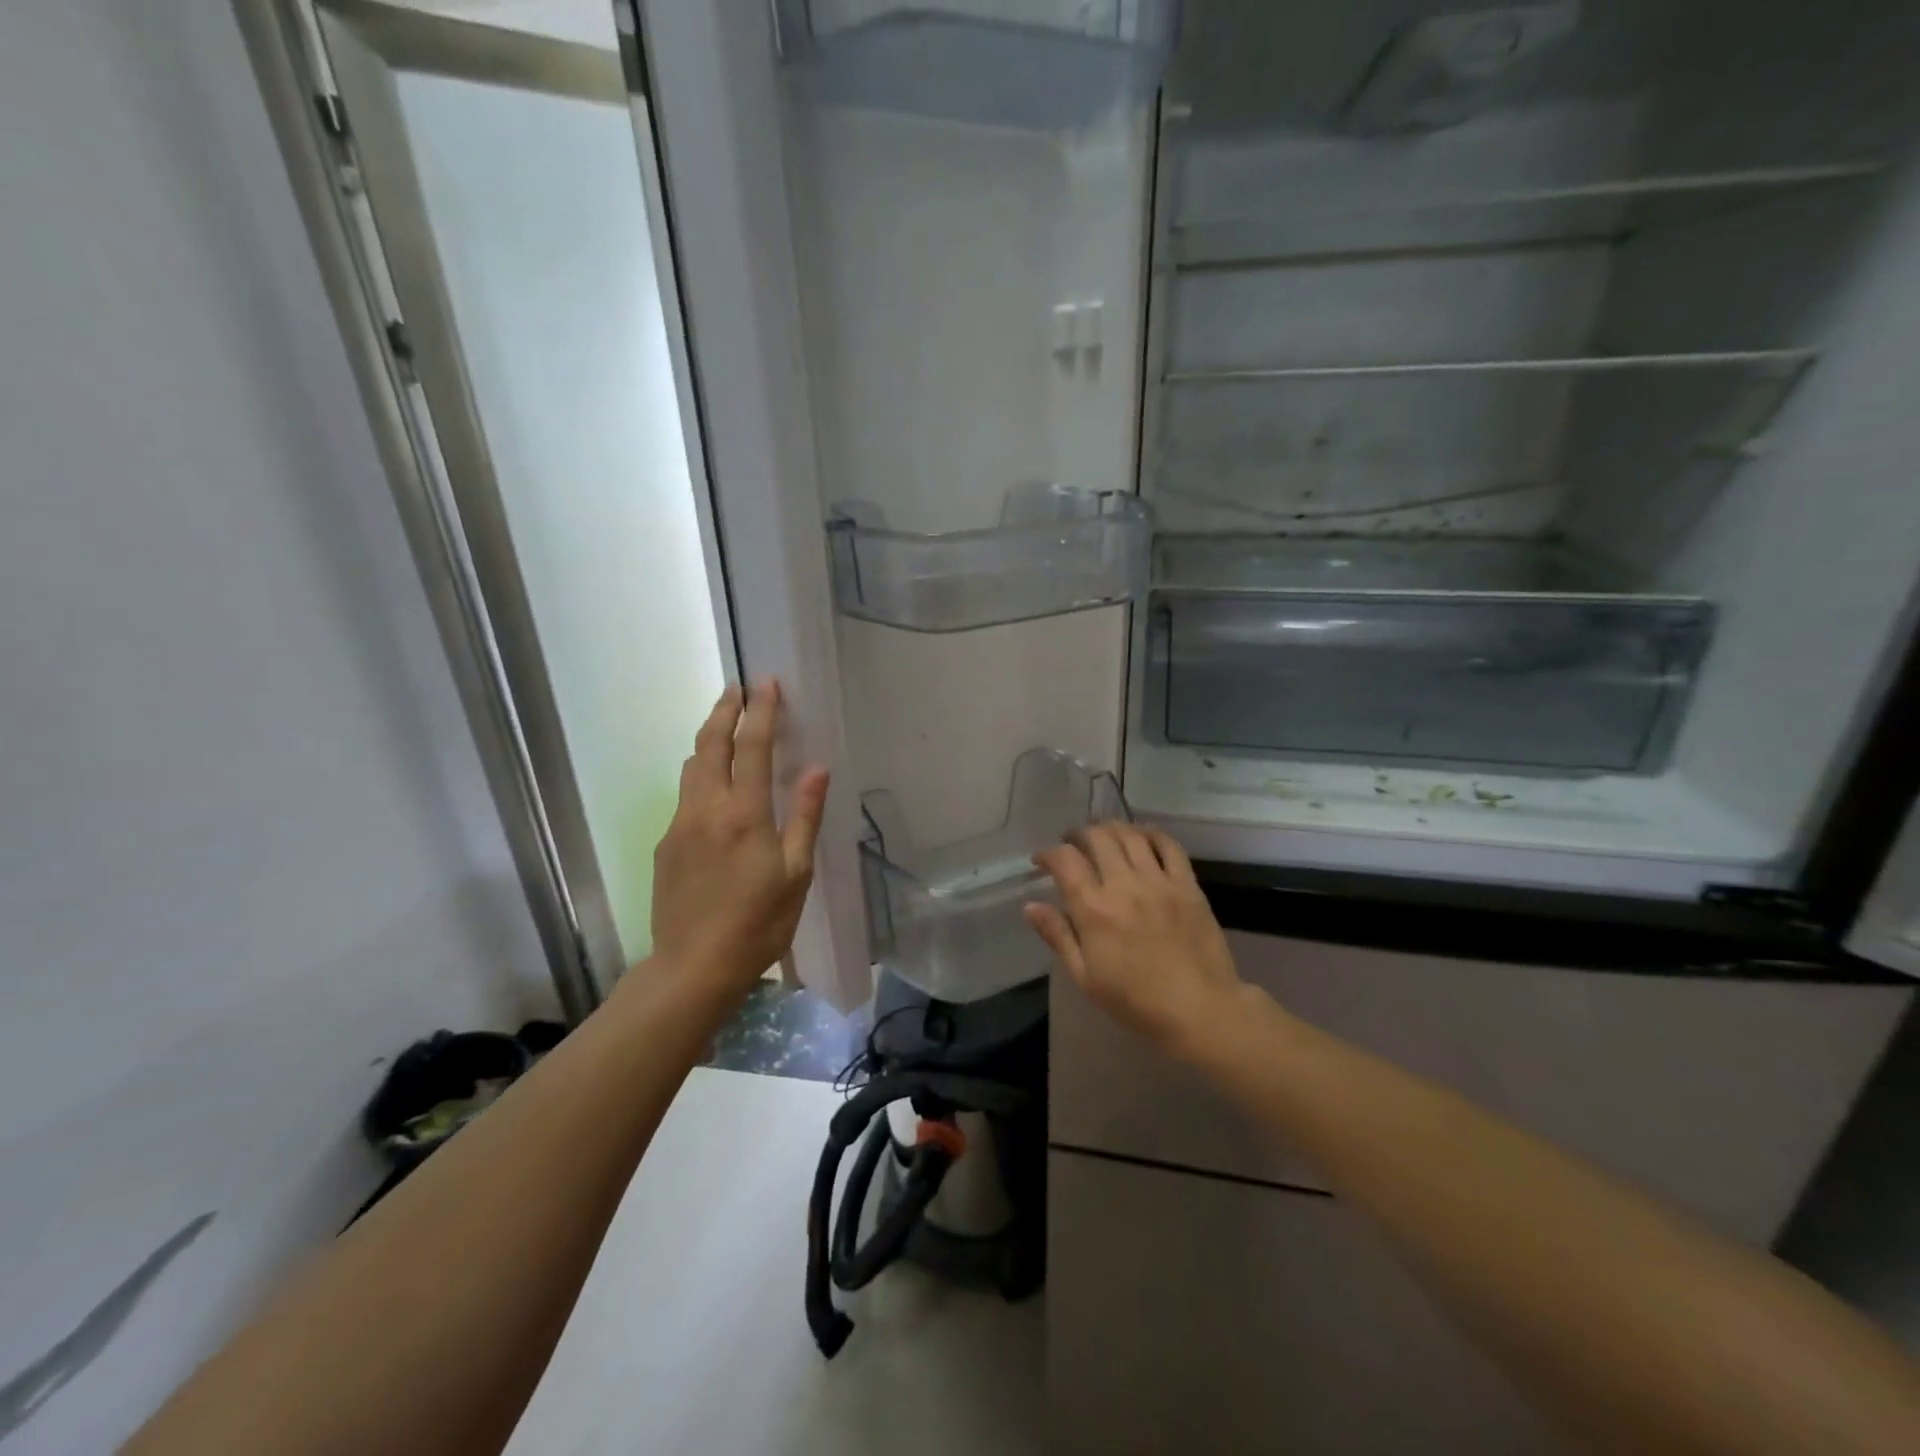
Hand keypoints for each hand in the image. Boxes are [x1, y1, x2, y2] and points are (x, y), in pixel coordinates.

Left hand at [649, 681, 828, 1000]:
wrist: (694, 967)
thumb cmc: (758, 923)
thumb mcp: (796, 873)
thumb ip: (805, 816)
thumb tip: (817, 769)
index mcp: (744, 813)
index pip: (752, 746)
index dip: (762, 711)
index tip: (767, 683)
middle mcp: (706, 808)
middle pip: (710, 745)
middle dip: (725, 711)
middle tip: (737, 688)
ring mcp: (679, 825)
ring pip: (691, 767)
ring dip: (708, 738)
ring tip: (724, 724)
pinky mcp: (665, 844)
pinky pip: (684, 795)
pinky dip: (700, 773)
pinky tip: (713, 785)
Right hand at [1026, 823, 1244, 1058]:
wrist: (1201, 1011)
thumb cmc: (1136, 1002)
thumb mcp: (1086, 978)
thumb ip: (1058, 936)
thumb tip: (1030, 906)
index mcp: (1095, 910)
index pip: (1065, 861)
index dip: (1048, 853)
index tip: (1042, 861)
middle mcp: (1125, 886)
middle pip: (1097, 837)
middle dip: (1077, 834)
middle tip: (1071, 843)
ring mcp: (1159, 882)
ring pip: (1130, 835)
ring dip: (1110, 828)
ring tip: (1102, 835)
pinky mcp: (1187, 884)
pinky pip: (1168, 845)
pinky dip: (1151, 834)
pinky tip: (1141, 838)